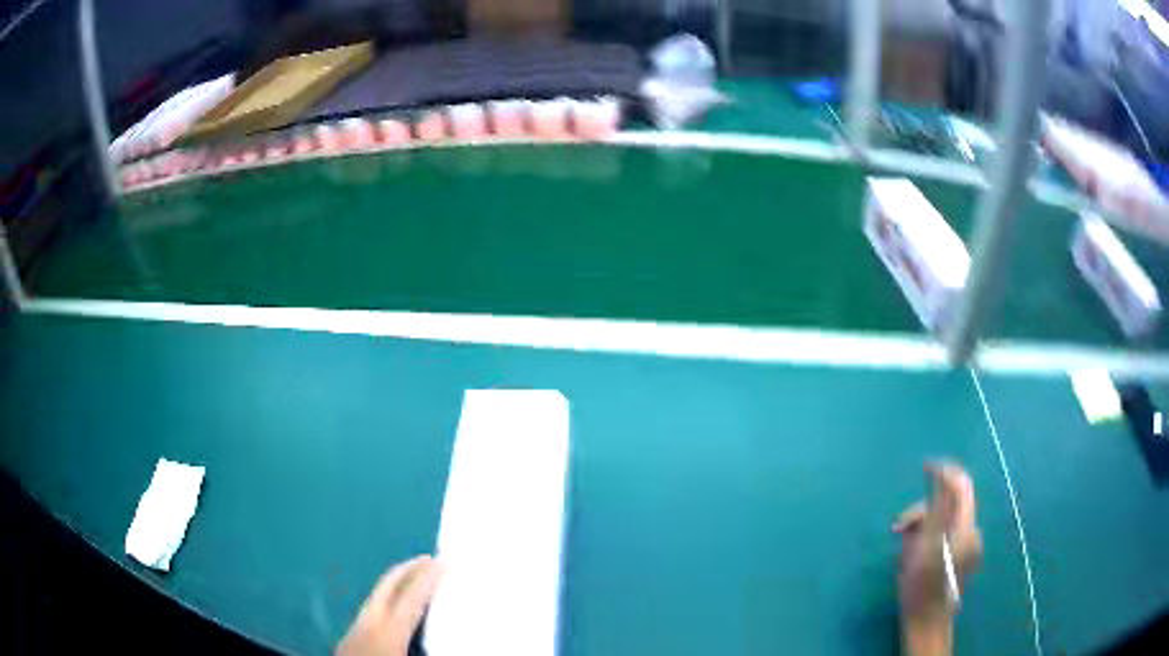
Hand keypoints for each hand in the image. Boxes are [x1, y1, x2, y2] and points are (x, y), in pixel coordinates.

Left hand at [337, 555, 445, 655]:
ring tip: (415, 579)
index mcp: (388, 629)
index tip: (445, 561)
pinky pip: (373, 607)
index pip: (412, 596)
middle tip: (430, 559)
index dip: (430, 577)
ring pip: (377, 595)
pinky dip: (388, 598)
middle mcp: (369, 621)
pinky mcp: (350, 636)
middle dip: (409, 569)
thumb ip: (431, 649)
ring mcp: (356, 626)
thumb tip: (462, 643)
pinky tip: (396, 609)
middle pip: (388, 585)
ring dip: (397, 583)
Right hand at [893, 463, 982, 655]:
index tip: (925, 466)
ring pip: (943, 521)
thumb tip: (940, 477)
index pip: (961, 486)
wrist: (926, 622)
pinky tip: (912, 554)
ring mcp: (967, 546)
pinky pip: (942, 536)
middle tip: (897, 527)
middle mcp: (971, 532)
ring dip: (921, 527)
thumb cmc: (922, 586)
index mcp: (966, 527)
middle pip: (948, 505)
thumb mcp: (924, 546)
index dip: (945, 471)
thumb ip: (934, 510)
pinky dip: (926, 539)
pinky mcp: (960, 556)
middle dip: (922, 511)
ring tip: (901, 544)